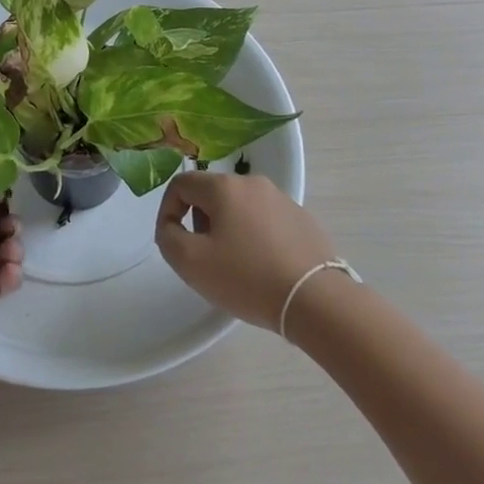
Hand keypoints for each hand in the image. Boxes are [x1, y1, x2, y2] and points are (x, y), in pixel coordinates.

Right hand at [156, 172, 336, 330]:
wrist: (315, 299)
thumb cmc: (247, 278)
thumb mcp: (191, 262)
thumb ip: (168, 237)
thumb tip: (171, 225)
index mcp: (224, 187)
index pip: (181, 183)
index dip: (168, 210)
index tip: (173, 241)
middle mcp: (253, 183)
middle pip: (211, 194)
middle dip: (200, 222)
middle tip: (205, 257)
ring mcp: (282, 199)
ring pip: (240, 208)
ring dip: (228, 230)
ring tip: (235, 266)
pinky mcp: (302, 219)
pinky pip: (266, 221)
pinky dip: (255, 238)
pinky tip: (263, 268)